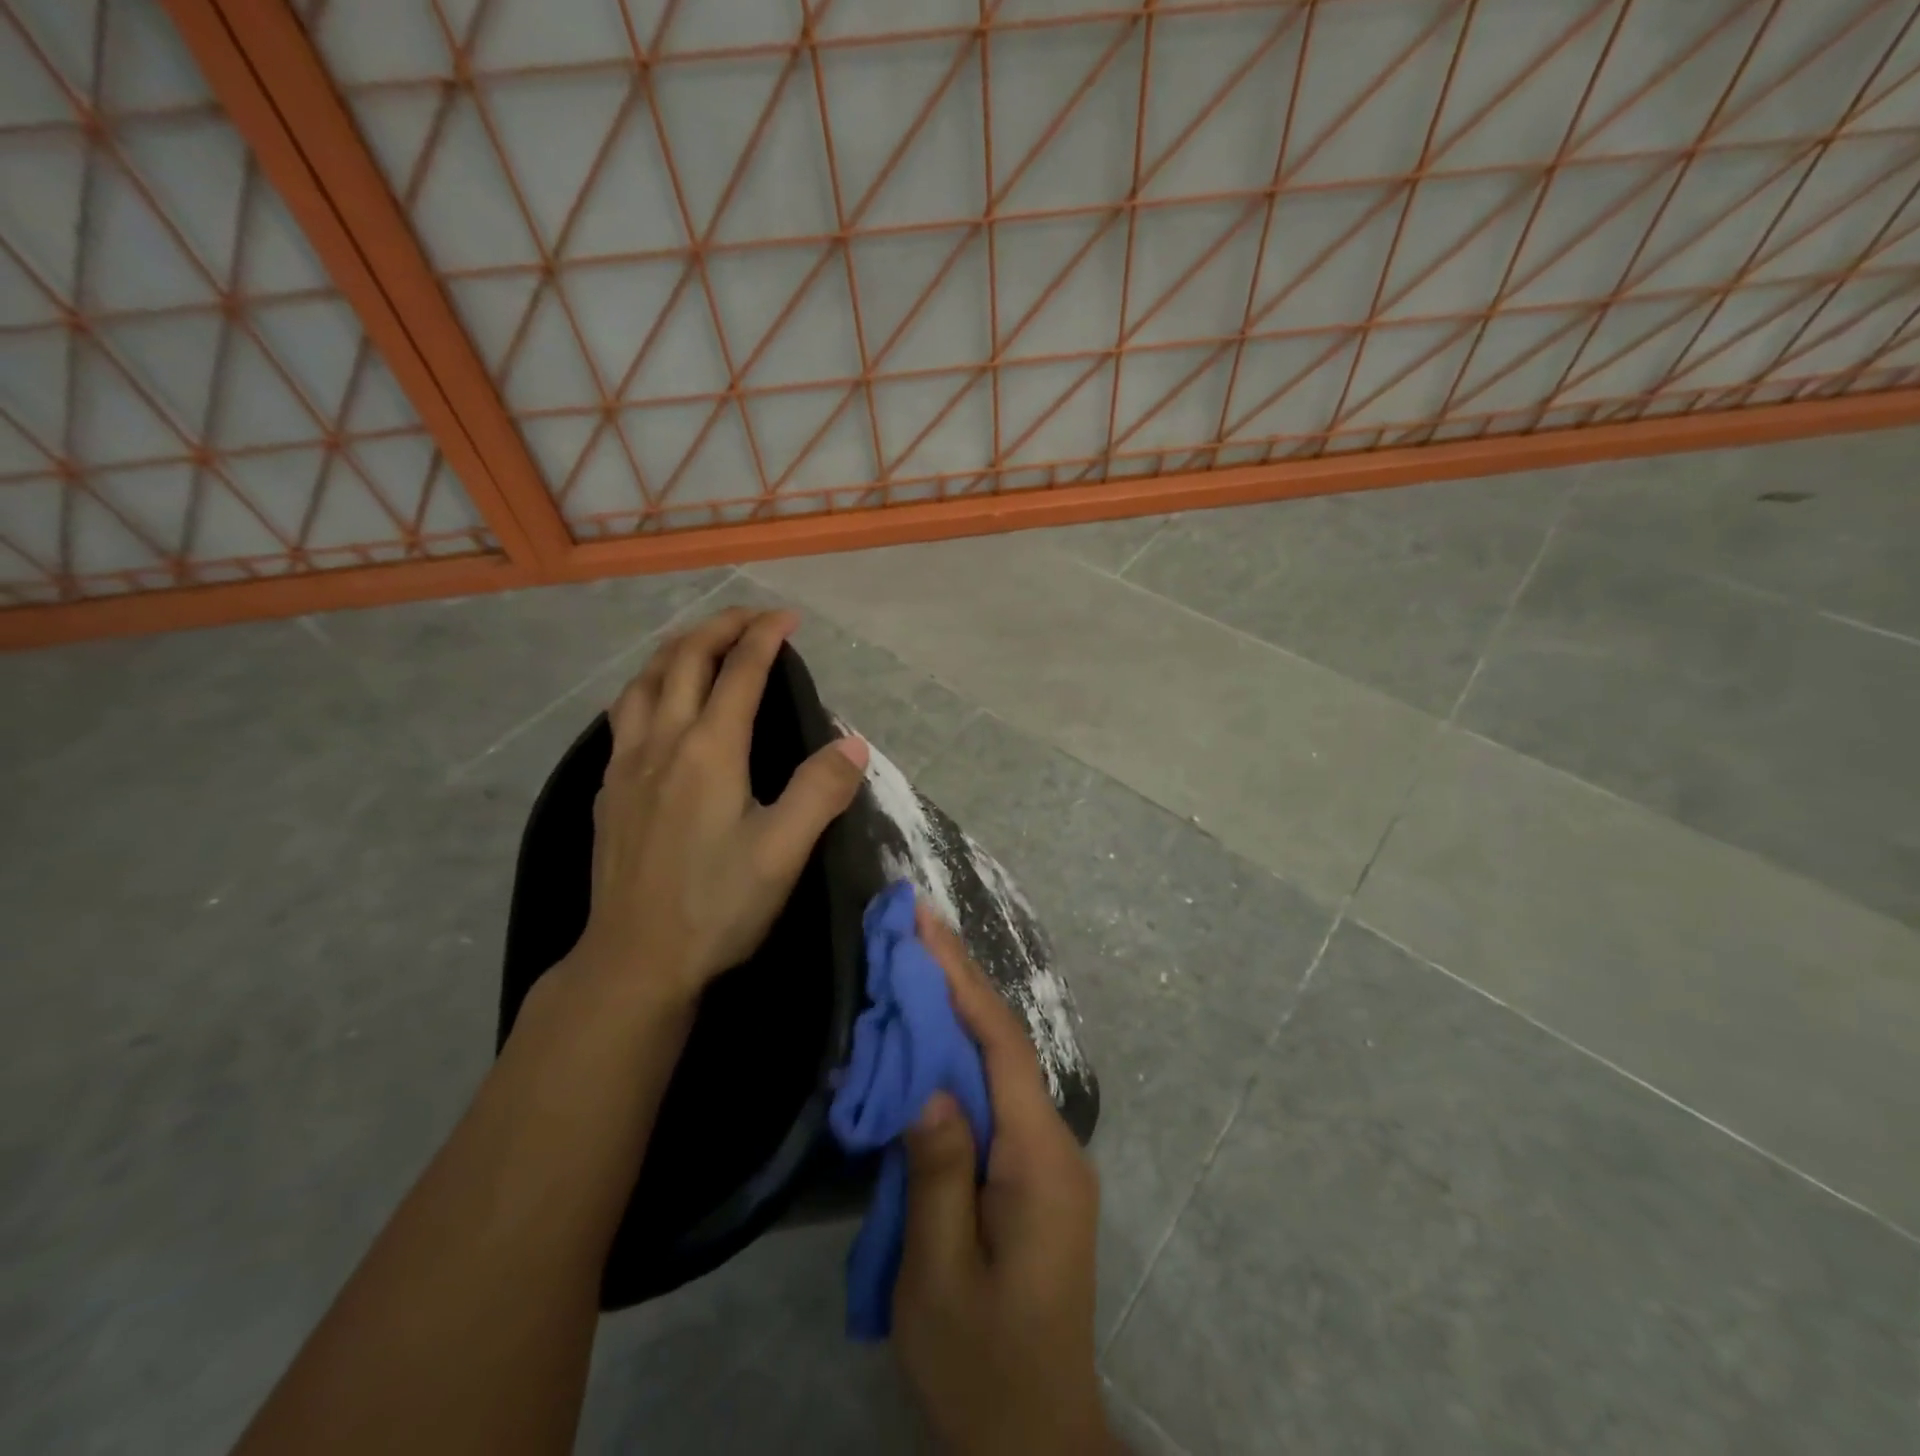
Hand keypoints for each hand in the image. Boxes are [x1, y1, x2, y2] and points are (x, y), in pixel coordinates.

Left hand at [568, 607, 869, 1011]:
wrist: (634, 960)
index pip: (740, 672)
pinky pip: (625, 714)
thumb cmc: (716, 905)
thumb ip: (820, 791)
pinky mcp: (608, 790)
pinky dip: (648, 686)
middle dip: (718, 627)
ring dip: (675, 649)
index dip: (765, 636)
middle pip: (683, 660)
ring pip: (644, 681)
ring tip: (701, 643)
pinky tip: (656, 705)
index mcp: (709, 750)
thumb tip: (852, 744)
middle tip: (751, 617)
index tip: (789, 617)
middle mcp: (663, 742)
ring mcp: (627, 764)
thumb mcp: (783, 852)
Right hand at [894, 906, 1114, 1455]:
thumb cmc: (983, 1365)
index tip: (926, 924)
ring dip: (958, 1013)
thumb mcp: (941, 1279)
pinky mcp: (1033, 1174)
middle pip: (1003, 1043)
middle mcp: (1054, 1143)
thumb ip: (938, 1175)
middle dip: (958, 980)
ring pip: (999, 1066)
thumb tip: (929, 1087)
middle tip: (914, 928)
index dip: (961, 978)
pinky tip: (930, 1043)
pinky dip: (961, 1059)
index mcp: (1038, 1159)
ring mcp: (1048, 1158)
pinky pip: (995, 1098)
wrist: (1036, 1442)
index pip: (999, 1044)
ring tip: (915, 965)